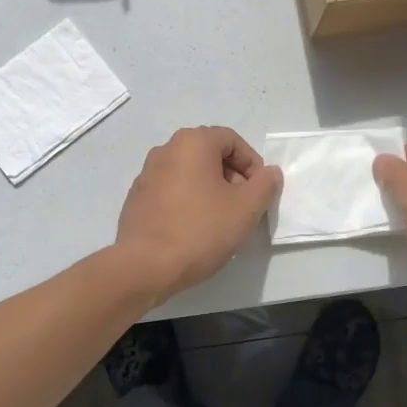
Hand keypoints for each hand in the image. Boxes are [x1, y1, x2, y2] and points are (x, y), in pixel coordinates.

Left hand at [114, 127, 282, 303]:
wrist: (145, 266)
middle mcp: (166, 150)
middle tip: (242, 206)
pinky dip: (188, 201)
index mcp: (192, 143)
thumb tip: (269, 172)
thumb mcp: (246, 208)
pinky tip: (194, 229)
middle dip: (231, 176)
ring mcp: (147, 174)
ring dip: (210, 189)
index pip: (232, 140)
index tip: (259, 192)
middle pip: (209, 154)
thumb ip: (265, 185)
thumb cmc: (200, 230)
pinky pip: (171, 190)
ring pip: (189, 173)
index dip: (252, 164)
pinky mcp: (137, 198)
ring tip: (220, 220)